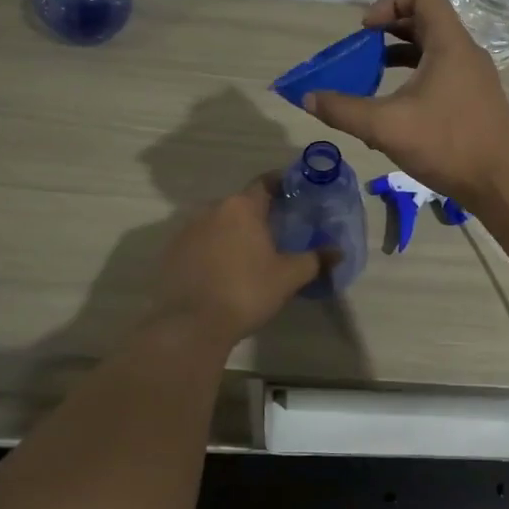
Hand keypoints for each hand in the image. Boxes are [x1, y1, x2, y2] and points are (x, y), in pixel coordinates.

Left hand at [150, 175, 325, 346]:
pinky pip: (199, 243)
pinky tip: (222, 273)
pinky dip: (212, 251)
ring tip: (249, 256)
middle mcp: (212, 210)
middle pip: (240, 204)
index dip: (281, 185)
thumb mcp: (288, 277)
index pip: (265, 183)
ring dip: (233, 234)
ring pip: (218, 224)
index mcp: (242, 207)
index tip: (294, 195)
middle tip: (276, 233)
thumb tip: (337, 251)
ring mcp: (186, 230)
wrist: (189, 325)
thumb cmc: (246, 291)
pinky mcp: (170, 253)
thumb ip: (314, 260)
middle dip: (258, 215)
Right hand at [303, 0, 508, 212]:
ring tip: (370, 78)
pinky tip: (394, 109)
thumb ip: (343, 110)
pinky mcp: (474, 98)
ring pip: (432, 48)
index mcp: (450, 44)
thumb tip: (308, 97)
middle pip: (425, 19)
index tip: (367, 31)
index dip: (390, 1)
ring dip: (399, 55)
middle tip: (360, 54)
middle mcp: (465, 52)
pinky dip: (414, 77)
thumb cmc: (448, 145)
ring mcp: (473, 76)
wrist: (503, 184)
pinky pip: (440, 72)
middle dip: (387, 30)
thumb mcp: (386, 127)